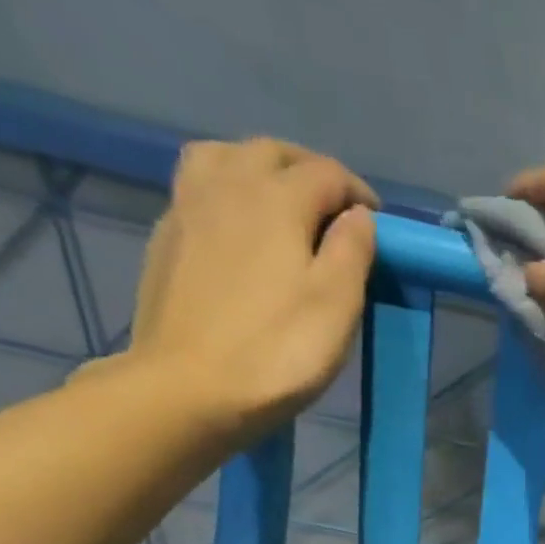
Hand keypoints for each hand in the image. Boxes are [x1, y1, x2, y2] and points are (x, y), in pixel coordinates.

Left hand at [124, 138, 378, 433]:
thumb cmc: (276, 352)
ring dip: (260, 169)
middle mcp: (228, 185)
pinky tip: (237, 227)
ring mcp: (188, 208)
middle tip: (335, 211)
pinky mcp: (166, 239)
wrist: (188, 389)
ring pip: (225, 157)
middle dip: (311, 172)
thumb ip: (352, 252)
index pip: (327, 174)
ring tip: (280, 202)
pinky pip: (199, 189)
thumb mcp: (336, 306)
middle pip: (273, 153)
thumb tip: (359, 216)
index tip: (378, 225)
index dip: (359, 195)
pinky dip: (228, 192)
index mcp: (277, 198)